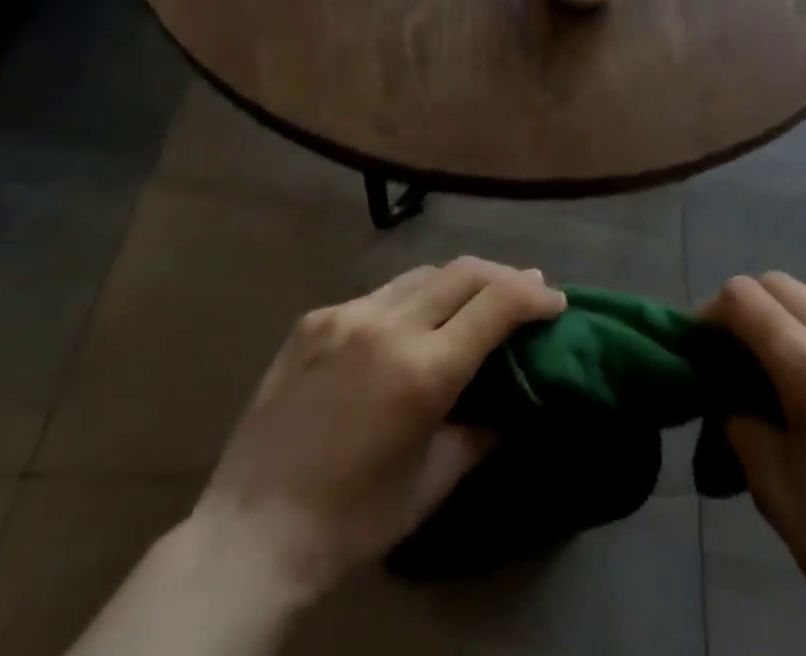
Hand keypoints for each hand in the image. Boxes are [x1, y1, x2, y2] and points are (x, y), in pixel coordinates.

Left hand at [193, 258, 566, 602]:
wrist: (249, 534)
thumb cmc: (352, 520)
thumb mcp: (431, 483)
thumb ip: (479, 432)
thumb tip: (508, 399)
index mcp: (423, 371)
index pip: (498, 304)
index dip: (535, 295)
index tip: (556, 301)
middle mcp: (388, 326)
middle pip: (466, 271)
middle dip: (505, 276)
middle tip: (526, 290)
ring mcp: (347, 315)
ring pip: (423, 274)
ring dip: (459, 281)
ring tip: (473, 300)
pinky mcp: (315, 318)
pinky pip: (379, 294)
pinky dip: (410, 300)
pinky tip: (407, 325)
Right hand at [703, 274, 805, 655]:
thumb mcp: (772, 486)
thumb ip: (738, 418)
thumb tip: (726, 389)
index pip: (743, 297)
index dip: (712, 314)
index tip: (704, 348)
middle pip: (777, 283)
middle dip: (747, 309)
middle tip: (738, 356)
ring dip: (786, 316)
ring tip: (784, 368)